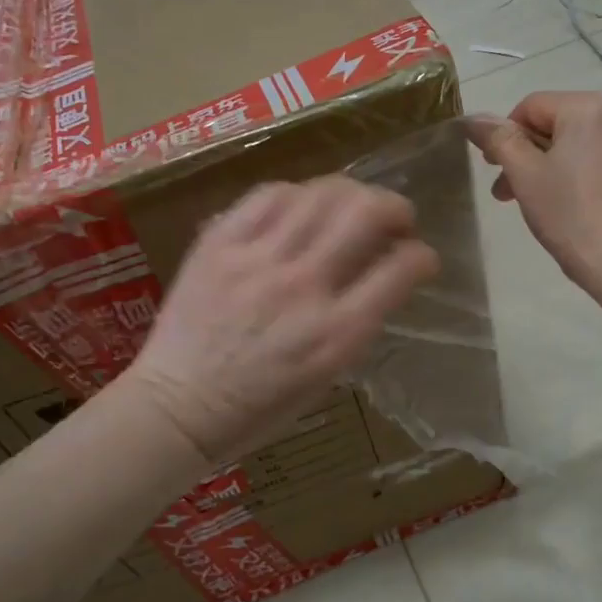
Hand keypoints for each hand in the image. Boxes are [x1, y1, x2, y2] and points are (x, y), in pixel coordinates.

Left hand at [124, 177, 438, 462]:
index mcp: (337, 333)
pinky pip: (268, 195)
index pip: (402, 269)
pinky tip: (300, 205)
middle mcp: (304, 287)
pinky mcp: (220, 244)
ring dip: (349, 193)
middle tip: (394, 218)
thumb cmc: (258, 409)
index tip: (420, 257)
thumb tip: (379, 276)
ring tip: (349, 205)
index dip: (422, 256)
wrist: (178, 408)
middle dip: (395, 207)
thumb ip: (358, 323)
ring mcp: (258, 260)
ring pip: (321, 193)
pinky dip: (296, 193)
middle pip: (366, 213)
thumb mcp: (327, 377)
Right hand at [471, 91, 601, 289]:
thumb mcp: (525, 175)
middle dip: (537, 155)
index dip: (507, 136)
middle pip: (567, 127)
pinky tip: (598, 211)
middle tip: (515, 194)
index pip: (533, 107)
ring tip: (558, 205)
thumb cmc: (569, 213)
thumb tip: (475, 118)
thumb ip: (499, 139)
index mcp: (590, 108)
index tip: (495, 170)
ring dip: (573, 167)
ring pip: (600, 147)